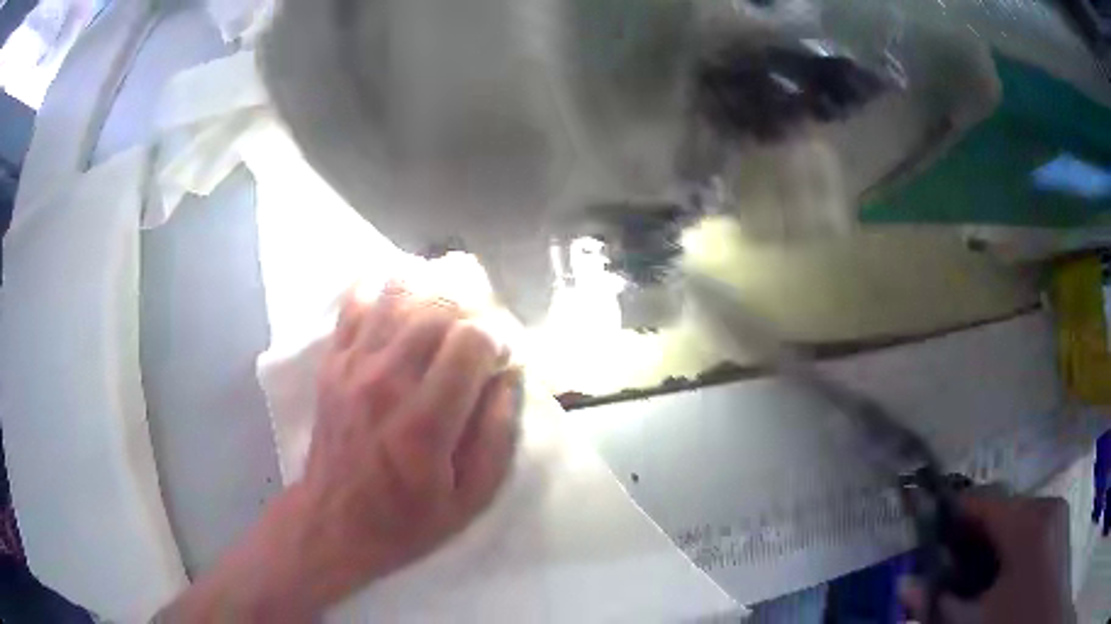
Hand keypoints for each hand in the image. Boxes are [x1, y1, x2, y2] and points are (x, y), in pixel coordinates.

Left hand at [159, 283, 519, 621]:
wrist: (336, 522)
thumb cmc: (410, 519)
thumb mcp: (474, 497)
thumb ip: (499, 433)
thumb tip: (510, 374)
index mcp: (424, 423)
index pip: (470, 341)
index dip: (499, 338)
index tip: (503, 358)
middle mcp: (385, 382)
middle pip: (438, 308)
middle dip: (473, 310)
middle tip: (481, 335)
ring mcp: (352, 367)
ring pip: (398, 293)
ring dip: (433, 291)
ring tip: (448, 312)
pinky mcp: (333, 362)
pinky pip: (356, 301)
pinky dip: (383, 285)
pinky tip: (403, 296)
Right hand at [899, 495, 1074, 623]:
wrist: (1039, 615)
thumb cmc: (1014, 622)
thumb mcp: (975, 622)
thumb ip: (940, 603)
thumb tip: (904, 585)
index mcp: (1027, 522)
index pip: (982, 502)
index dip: (952, 515)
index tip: (927, 536)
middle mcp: (1044, 505)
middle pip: (999, 509)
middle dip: (971, 535)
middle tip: (947, 567)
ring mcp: (1055, 511)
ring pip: (1014, 516)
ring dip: (990, 539)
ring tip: (972, 572)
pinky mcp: (1059, 522)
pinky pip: (1028, 522)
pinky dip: (1009, 541)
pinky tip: (999, 571)